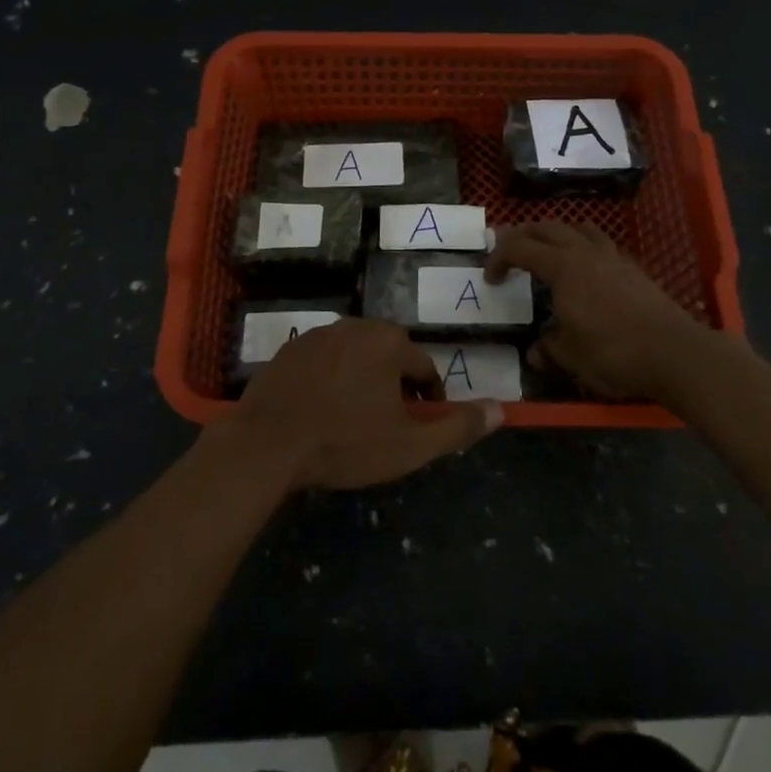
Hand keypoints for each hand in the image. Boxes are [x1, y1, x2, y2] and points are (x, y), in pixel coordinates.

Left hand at [227, 319, 501, 490]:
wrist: (267, 443)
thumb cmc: (344, 443)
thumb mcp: (408, 446)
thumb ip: (457, 428)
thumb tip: (502, 411)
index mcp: (390, 343)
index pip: (424, 369)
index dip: (428, 401)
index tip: (419, 428)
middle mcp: (357, 326)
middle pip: (390, 357)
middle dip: (395, 388)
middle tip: (386, 426)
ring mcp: (319, 333)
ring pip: (356, 356)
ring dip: (362, 381)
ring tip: (352, 420)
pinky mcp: (290, 347)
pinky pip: (324, 360)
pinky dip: (330, 379)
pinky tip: (320, 410)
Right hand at [487, 222, 723, 409]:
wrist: (674, 353)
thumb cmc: (613, 352)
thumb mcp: (571, 357)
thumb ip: (549, 348)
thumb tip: (535, 352)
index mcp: (562, 267)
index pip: (520, 248)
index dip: (499, 258)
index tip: (490, 278)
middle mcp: (585, 253)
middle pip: (548, 228)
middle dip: (524, 235)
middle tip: (510, 250)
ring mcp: (613, 257)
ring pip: (579, 228)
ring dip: (557, 233)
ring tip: (548, 249)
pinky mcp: (634, 269)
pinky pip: (601, 244)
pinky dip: (583, 247)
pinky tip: (586, 269)